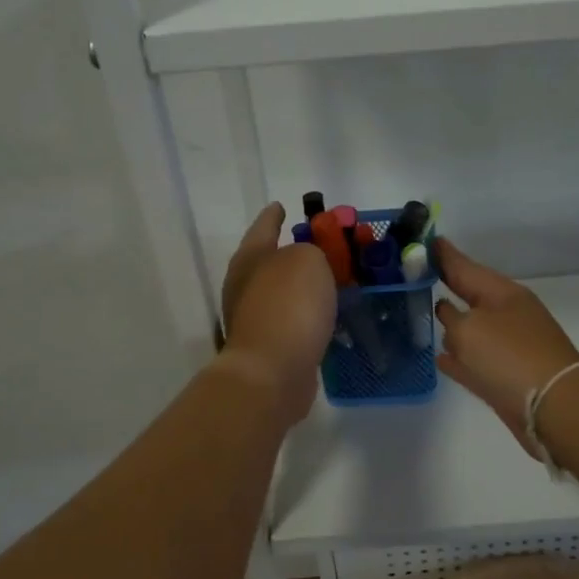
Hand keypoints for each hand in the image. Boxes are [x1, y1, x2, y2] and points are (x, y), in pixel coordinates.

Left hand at [218, 203, 336, 421]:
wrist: (272, 373)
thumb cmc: (288, 306)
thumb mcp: (308, 261)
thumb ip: (312, 251)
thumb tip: (307, 263)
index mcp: (250, 258)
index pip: (264, 226)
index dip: (274, 215)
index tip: (282, 205)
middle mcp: (245, 285)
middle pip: (271, 260)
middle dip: (294, 252)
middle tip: (322, 245)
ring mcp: (254, 318)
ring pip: (283, 292)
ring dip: (304, 286)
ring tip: (333, 280)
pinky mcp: (269, 347)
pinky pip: (293, 320)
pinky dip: (309, 314)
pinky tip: (328, 315)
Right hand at [434, 239, 578, 456]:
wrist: (554, 408)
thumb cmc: (509, 358)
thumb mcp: (469, 330)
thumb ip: (451, 318)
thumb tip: (448, 315)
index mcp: (502, 293)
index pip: (464, 266)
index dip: (443, 254)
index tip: (424, 238)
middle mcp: (506, 314)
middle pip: (469, 294)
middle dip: (446, 284)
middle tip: (415, 274)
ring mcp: (509, 346)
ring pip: (471, 327)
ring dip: (451, 322)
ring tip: (422, 312)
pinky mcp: (506, 377)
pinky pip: (473, 360)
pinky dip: (457, 357)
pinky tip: (439, 358)